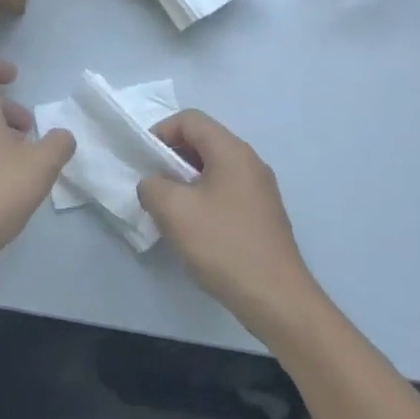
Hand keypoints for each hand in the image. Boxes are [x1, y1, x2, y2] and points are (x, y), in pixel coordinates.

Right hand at [137, 111, 321, 336]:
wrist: (276, 298)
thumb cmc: (223, 245)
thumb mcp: (173, 210)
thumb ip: (152, 186)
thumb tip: (154, 185)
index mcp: (232, 151)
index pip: (191, 120)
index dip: (161, 131)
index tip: (143, 159)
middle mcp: (250, 163)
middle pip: (204, 141)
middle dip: (172, 156)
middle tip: (151, 183)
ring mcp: (260, 190)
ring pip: (214, 168)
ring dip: (185, 180)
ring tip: (168, 208)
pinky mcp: (262, 215)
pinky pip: (225, 191)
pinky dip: (203, 198)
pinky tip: (193, 228)